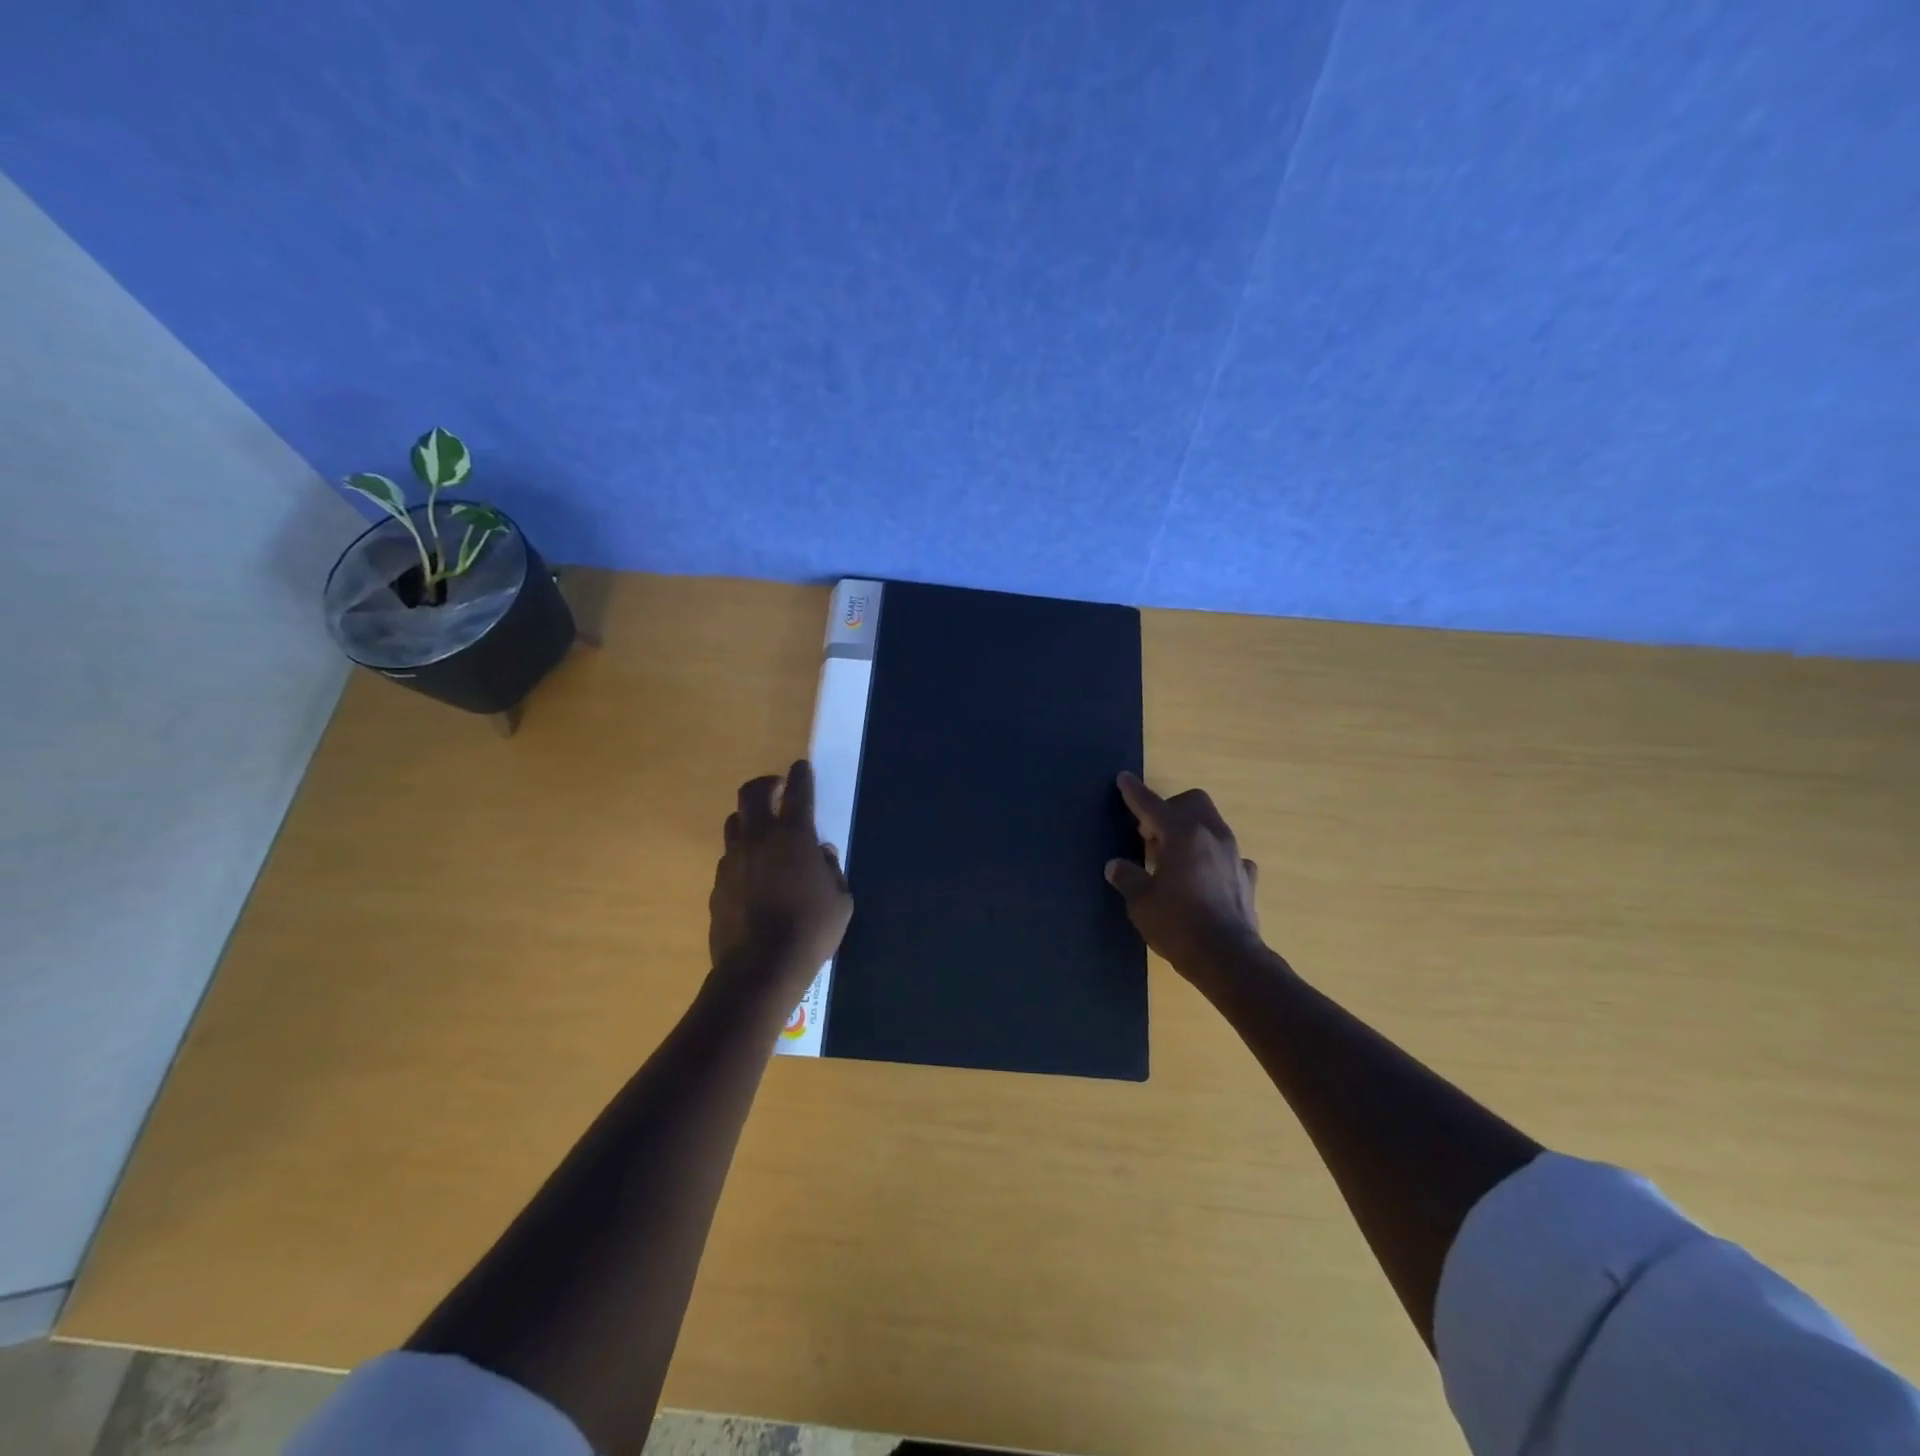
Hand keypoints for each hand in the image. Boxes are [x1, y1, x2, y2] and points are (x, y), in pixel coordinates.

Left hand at [708, 760, 853, 1001]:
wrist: (760, 968)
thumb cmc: (811, 930)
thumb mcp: (841, 900)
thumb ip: (832, 870)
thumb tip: (821, 854)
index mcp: (793, 836)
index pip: (798, 791)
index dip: (801, 775)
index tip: (801, 766)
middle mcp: (758, 838)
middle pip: (751, 793)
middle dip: (765, 783)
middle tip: (777, 788)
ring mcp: (732, 860)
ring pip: (734, 822)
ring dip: (749, 818)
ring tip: (763, 831)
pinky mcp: (717, 884)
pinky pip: (729, 857)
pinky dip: (742, 855)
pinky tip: (754, 874)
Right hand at [1105, 772, 1264, 981]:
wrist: (1229, 960)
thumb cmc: (1179, 925)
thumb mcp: (1141, 902)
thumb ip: (1128, 878)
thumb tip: (1115, 866)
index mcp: (1183, 834)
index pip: (1152, 805)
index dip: (1134, 793)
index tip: (1123, 778)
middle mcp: (1212, 836)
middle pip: (1193, 802)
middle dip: (1169, 809)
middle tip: (1150, 834)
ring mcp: (1234, 856)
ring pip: (1211, 825)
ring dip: (1189, 831)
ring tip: (1171, 858)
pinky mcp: (1246, 878)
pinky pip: (1227, 856)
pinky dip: (1211, 858)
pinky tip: (1201, 879)